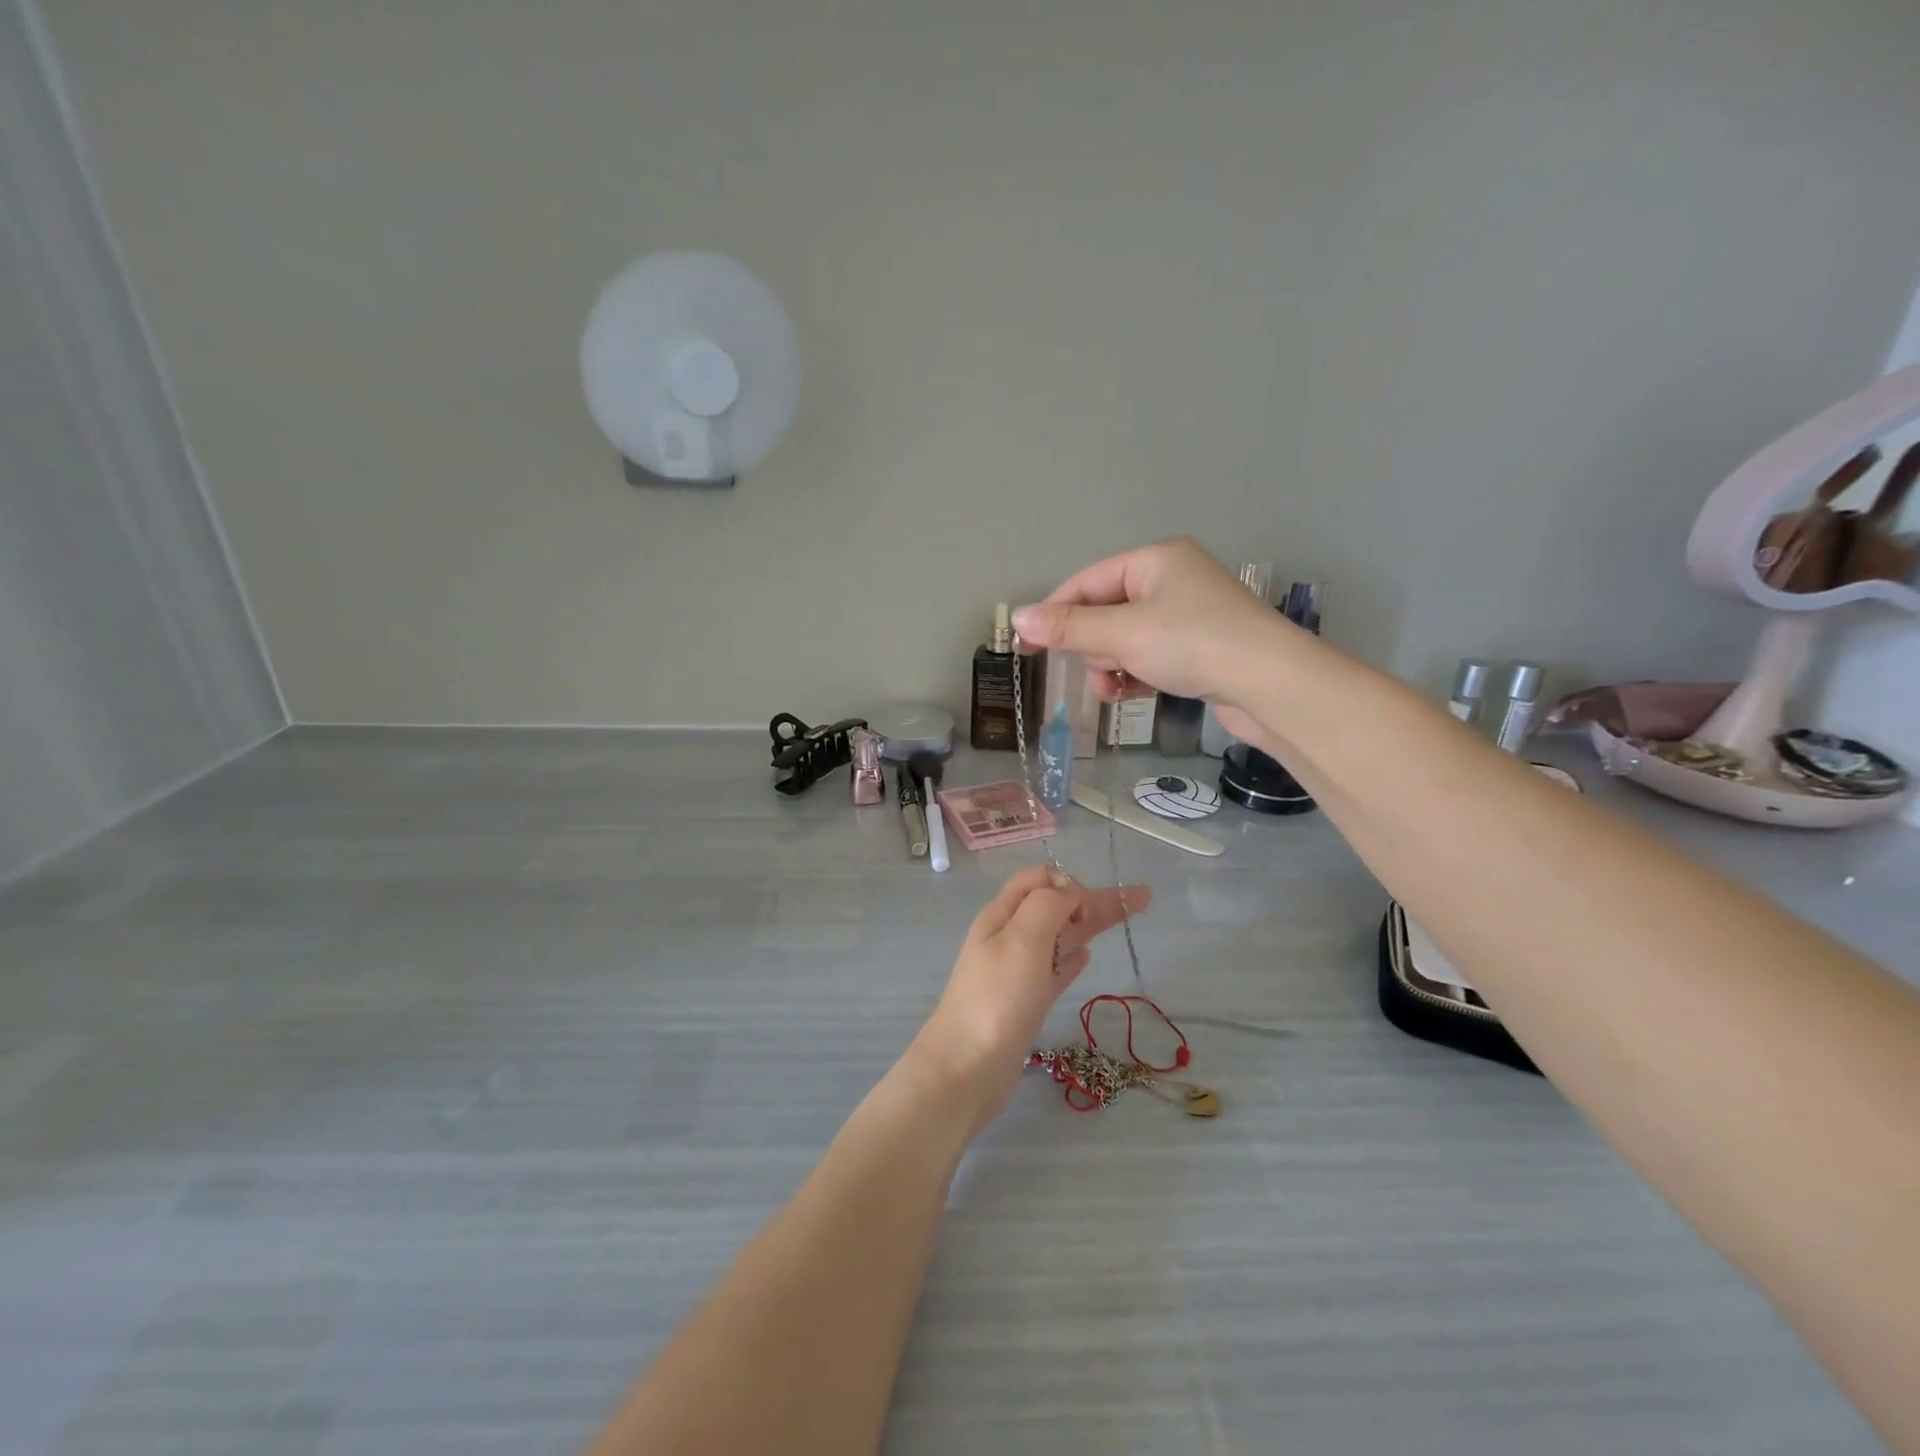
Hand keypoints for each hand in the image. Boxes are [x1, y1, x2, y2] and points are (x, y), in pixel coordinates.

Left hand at [910, 866, 1149, 1131]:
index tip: (1089, 907)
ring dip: (1090, 925)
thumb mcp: (1021, 939)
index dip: (1068, 882)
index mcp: (1002, 914)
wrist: (967, 1068)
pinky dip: (1072, 957)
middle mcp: (1009, 936)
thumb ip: (1047, 906)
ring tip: (1126, 918)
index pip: (1038, 879)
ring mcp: (1018, 971)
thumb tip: (1069, 891)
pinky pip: (1054, 968)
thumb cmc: (996, 998)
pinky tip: (1087, 956)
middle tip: (1143, 898)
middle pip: (1056, 906)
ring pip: (1060, 936)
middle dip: (1095, 899)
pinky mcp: (1027, 1001)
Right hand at [1011, 537, 1281, 737]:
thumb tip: (1018, 617)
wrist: (1271, 684)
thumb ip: (1069, 627)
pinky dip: (1135, 673)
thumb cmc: (1192, 644)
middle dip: (1093, 645)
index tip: (1027, 645)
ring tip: (1113, 689)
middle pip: (1105, 610)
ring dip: (1111, 665)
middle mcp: (1172, 579)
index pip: (1086, 581)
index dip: (1055, 613)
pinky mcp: (1200, 647)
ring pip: (1126, 638)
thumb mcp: (1123, 633)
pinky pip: (1150, 655)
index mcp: (1154, 560)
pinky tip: (1129, 694)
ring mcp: (1189, 614)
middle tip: (1095, 669)